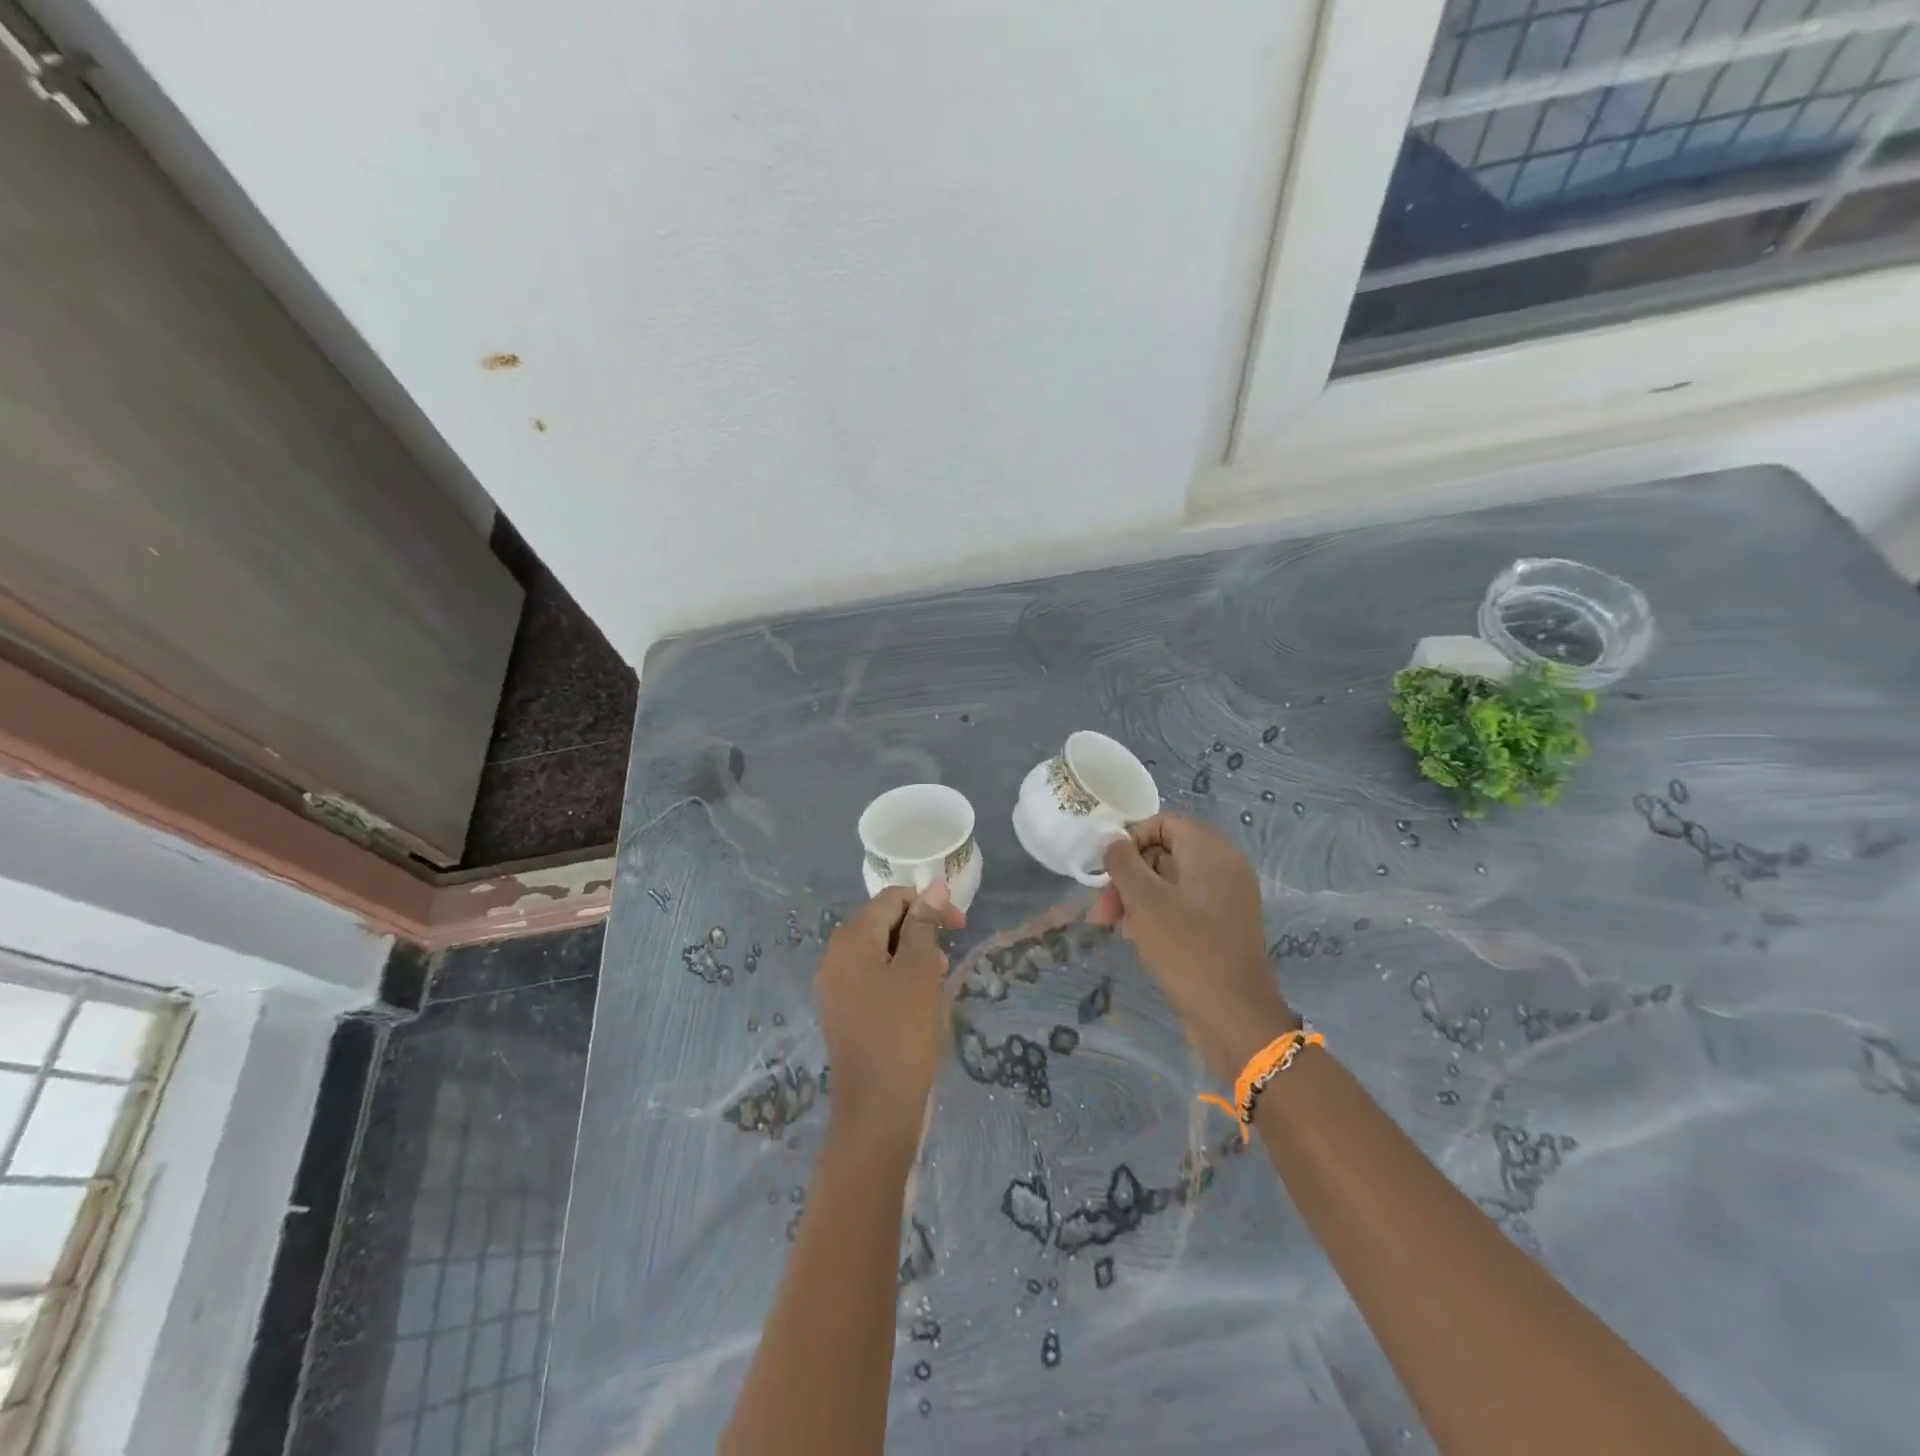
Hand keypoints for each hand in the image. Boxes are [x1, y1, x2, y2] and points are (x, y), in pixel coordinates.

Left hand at [816, 884, 963, 1158]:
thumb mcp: (919, 969)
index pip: (890, 899)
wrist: (877, 1109)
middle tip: (949, 955)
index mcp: (850, 940)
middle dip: (919, 930)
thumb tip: (934, 888)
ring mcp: (836, 988)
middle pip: (881, 923)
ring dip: (912, 956)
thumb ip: (924, 924)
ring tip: (938, 980)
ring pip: (879, 953)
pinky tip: (920, 1002)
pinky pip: (873, 980)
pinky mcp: (844, 1014)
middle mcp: (835, 957)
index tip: (959, 925)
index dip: (927, 903)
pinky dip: (899, 980)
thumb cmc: (902, 1030)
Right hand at [1090, 813, 1293, 1080]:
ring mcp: (1225, 899)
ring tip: (1113, 925)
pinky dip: (1156, 913)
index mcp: (1211, 851)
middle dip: (1128, 874)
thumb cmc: (1186, 949)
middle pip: (1164, 852)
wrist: (1234, 1016)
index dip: (1130, 839)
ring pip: (1169, 881)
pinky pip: (1182, 905)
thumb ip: (1123, 862)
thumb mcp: (1145, 901)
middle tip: (1103, 907)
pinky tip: (1135, 937)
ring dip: (1137, 897)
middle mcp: (1223, 867)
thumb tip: (1113, 843)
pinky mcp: (1221, 926)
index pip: (1163, 822)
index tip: (1107, 869)